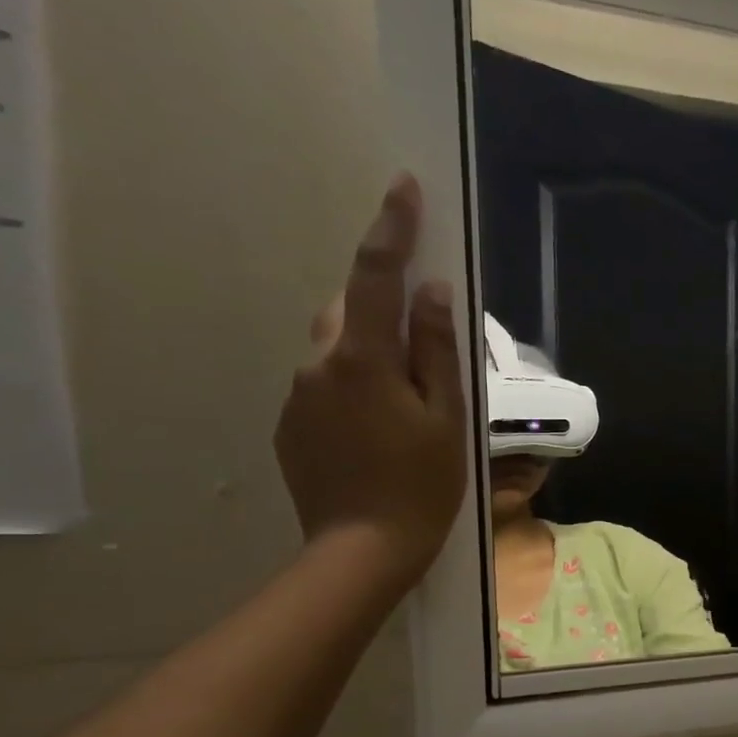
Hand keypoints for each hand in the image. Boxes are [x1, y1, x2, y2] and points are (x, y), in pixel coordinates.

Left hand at [275, 174, 466, 592]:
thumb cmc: (422, 484)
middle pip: (348, 310)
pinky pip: (324, 384)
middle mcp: (318, 365)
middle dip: (381, 307)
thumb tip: (432, 290)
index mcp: (363, 359)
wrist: (363, 549)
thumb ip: (437, 350)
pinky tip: (378, 430)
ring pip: (335, 348)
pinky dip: (353, 387)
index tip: (403, 187)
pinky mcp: (291, 425)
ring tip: (405, 400)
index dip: (391, 229)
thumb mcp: (446, 417)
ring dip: (368, 352)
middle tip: (422, 343)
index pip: (375, 276)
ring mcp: (298, 396)